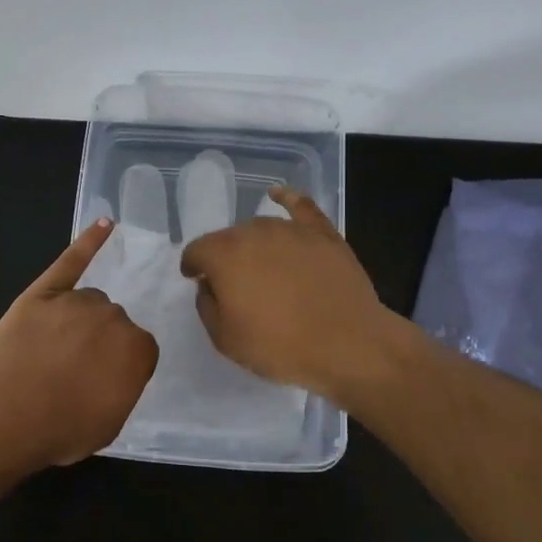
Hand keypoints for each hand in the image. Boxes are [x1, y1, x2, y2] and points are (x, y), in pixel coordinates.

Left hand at [0, 218, 157, 466]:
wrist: (8, 413)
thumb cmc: (62, 427)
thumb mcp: (109, 423)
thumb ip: (122, 389)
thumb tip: (115, 374)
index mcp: (137, 349)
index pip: (138, 351)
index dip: (117, 368)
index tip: (100, 384)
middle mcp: (115, 317)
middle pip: (112, 323)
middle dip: (98, 343)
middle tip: (73, 371)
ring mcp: (78, 300)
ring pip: (88, 302)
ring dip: (79, 319)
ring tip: (53, 349)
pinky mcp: (46, 290)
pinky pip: (72, 261)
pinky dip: (89, 242)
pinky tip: (104, 225)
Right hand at [180, 187, 394, 402]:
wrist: (348, 344)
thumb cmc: (280, 346)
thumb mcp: (226, 339)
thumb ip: (207, 306)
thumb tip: (209, 285)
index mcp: (224, 255)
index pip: (196, 251)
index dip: (193, 266)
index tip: (197, 281)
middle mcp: (253, 232)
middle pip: (228, 238)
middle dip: (224, 257)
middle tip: (235, 285)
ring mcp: (291, 229)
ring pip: (260, 228)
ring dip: (253, 243)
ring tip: (262, 268)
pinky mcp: (323, 233)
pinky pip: (300, 206)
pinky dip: (287, 199)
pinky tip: (279, 194)